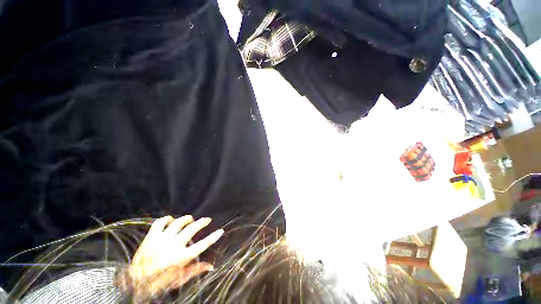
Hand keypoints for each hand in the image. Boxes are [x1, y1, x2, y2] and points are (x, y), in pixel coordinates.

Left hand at [127, 215, 223, 297]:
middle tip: (207, 220)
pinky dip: (167, 219)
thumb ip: (195, 271)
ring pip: (178, 222)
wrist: (133, 283)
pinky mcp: (151, 236)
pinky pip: (160, 222)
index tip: (221, 230)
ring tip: (190, 220)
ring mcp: (161, 240)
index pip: (202, 245)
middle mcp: (173, 246)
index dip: (213, 237)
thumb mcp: (178, 279)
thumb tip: (211, 266)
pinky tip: (171, 220)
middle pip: (192, 229)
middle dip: (202, 222)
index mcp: (181, 258)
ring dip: (186, 219)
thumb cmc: (159, 282)